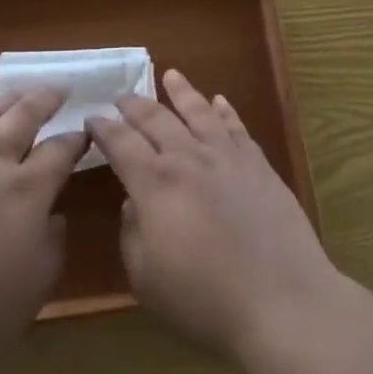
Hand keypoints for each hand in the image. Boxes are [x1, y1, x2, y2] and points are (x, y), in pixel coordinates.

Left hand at [0, 89, 83, 373]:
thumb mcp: (32, 292)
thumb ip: (52, 248)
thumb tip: (55, 217)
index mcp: (28, 192)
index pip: (60, 151)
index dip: (75, 139)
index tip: (85, 131)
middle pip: (24, 116)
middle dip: (46, 99)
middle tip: (59, 89)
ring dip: (5, 99)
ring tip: (16, 93)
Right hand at [89, 70, 338, 361]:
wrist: (280, 299)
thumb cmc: (205, 299)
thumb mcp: (146, 279)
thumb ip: (131, 233)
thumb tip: (132, 202)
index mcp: (154, 183)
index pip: (120, 143)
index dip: (103, 128)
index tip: (92, 119)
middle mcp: (187, 157)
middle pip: (155, 119)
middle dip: (134, 105)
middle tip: (121, 96)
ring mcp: (225, 155)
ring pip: (198, 111)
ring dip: (181, 91)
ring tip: (170, 74)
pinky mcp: (257, 163)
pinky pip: (235, 126)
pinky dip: (224, 110)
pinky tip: (218, 100)